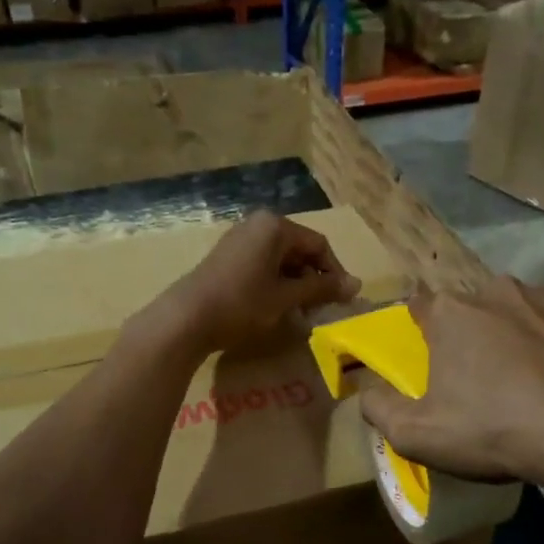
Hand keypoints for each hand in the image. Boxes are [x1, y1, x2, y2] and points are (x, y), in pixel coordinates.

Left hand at [144, 211, 359, 356]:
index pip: (318, 244)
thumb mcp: (287, 297)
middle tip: (321, 308)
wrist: (186, 318)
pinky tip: (276, 306)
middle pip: (299, 249)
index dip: (335, 272)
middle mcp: (257, 224)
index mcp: (275, 226)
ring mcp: (239, 239)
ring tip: (300, 311)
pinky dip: (275, 282)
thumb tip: (357, 285)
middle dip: (314, 278)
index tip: (342, 299)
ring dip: (295, 283)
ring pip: (281, 258)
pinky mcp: (226, 256)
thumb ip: (322, 288)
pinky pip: (262, 264)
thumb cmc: (242, 304)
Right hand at [359, 277, 543, 491]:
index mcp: (451, 313)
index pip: (419, 305)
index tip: (427, 357)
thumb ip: (378, 409)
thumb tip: (365, 391)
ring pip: (517, 309)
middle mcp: (496, 291)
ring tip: (526, 378)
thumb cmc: (493, 430)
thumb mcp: (417, 435)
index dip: (420, 330)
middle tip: (478, 378)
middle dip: (469, 334)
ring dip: (514, 333)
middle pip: (470, 308)